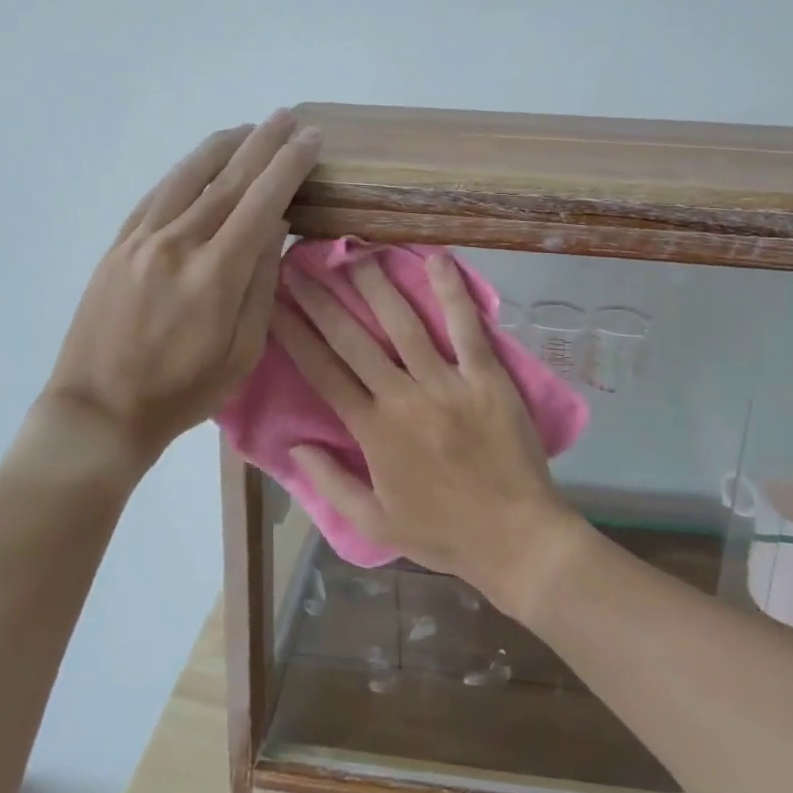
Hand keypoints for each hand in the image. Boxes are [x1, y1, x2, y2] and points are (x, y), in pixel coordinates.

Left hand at [40, 112, 319, 469]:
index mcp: (215, 274)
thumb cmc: (182, 391)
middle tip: (287, 117)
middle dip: (263, 143)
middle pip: (228, 178)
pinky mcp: (118, 245)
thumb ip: (261, 284)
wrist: (99, 410)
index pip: (262, 202)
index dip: (289, 166)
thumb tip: (274, 227)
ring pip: (188, 176)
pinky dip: (184, 171)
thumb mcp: (243, 352)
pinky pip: (157, 194)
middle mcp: (178, 243)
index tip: (311, 139)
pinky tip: (200, 163)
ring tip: (249, 128)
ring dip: (223, 146)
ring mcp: (142, 239)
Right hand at [271, 250, 586, 612]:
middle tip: (302, 264)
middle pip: (354, 339)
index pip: (323, 371)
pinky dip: (452, 292)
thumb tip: (293, 444)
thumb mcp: (374, 524)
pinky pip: (466, 328)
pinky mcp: (486, 377)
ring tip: (355, 253)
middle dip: (323, 299)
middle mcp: (403, 397)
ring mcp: (447, 383)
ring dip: (376, 285)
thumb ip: (330, 483)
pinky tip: (436, 259)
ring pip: (404, 324)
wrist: (515, 538)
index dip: (296, 333)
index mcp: (373, 431)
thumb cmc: (444, 533)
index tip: (276, 302)